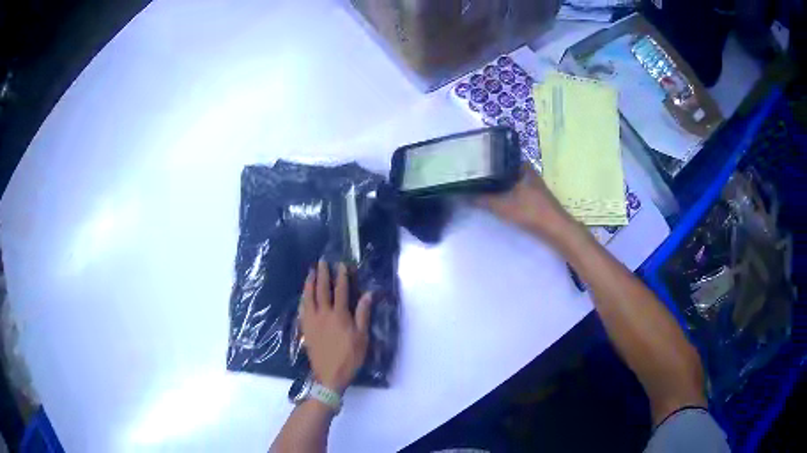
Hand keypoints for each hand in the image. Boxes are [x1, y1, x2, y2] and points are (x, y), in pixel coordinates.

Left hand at [301, 260, 372, 393]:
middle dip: (322, 274)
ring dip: (309, 283)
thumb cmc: (349, 357)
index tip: (341, 265)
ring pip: (308, 297)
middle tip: (321, 262)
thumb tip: (367, 294)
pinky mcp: (305, 328)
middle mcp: (323, 314)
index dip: (341, 277)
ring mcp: (311, 321)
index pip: (340, 291)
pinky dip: (303, 298)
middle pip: (321, 290)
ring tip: (310, 272)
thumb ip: (363, 315)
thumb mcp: (362, 338)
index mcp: (339, 315)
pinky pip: (302, 309)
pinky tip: (303, 295)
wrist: (329, 375)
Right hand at [477, 164, 573, 240]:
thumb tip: (461, 194)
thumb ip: (481, 200)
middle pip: (502, 169)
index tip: (469, 164)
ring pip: (508, 180)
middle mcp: (527, 171)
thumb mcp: (501, 206)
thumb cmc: (530, 212)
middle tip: (470, 177)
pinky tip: (493, 199)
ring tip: (477, 187)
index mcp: (521, 166)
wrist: (555, 229)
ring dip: (495, 185)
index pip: (498, 157)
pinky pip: (513, 190)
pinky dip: (503, 193)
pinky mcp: (533, 196)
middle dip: (488, 174)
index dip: (484, 160)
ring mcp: (531, 184)